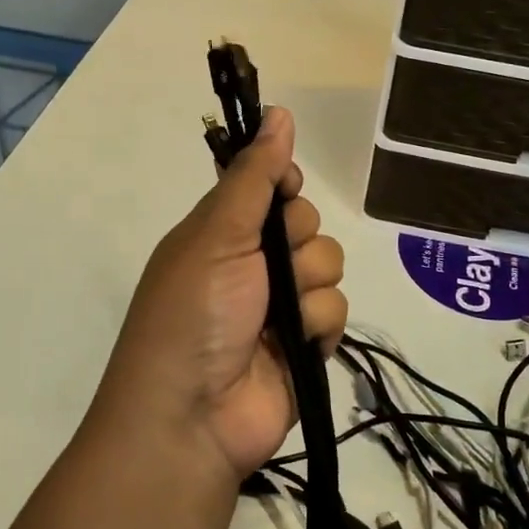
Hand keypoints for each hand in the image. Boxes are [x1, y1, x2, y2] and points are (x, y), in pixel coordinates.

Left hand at [96, 106, 347, 483]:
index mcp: (223, 231)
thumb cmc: (194, 312)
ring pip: (328, 266)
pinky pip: (336, 312)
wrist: (192, 417)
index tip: (286, 189)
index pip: (270, 186)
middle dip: (296, 241)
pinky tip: (294, 344)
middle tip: (267, 267)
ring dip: (308, 287)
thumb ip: (253, 177)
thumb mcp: (217, 235)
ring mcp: (281, 305)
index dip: (284, 184)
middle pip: (307, 223)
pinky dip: (318, 326)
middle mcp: (253, 263)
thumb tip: (278, 112)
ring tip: (277, 316)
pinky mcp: (305, 343)